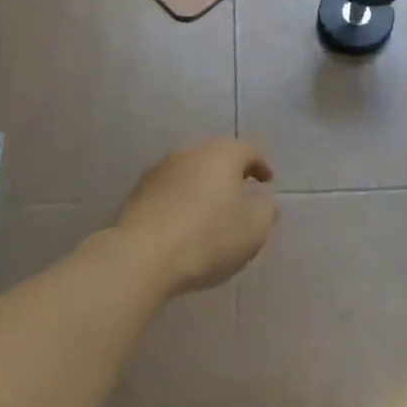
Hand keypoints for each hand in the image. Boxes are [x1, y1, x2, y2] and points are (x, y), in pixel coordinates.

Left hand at [113, 139, 277, 296]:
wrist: (142, 255)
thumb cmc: (208, 236)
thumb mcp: (254, 228)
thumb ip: (266, 210)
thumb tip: (263, 202)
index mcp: (223, 153)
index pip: (250, 150)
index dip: (261, 166)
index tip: (267, 184)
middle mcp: (191, 151)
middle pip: (218, 157)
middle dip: (231, 175)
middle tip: (240, 197)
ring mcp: (161, 169)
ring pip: (191, 173)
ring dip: (203, 188)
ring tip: (210, 214)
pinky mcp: (138, 192)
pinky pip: (170, 192)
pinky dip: (181, 202)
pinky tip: (182, 225)